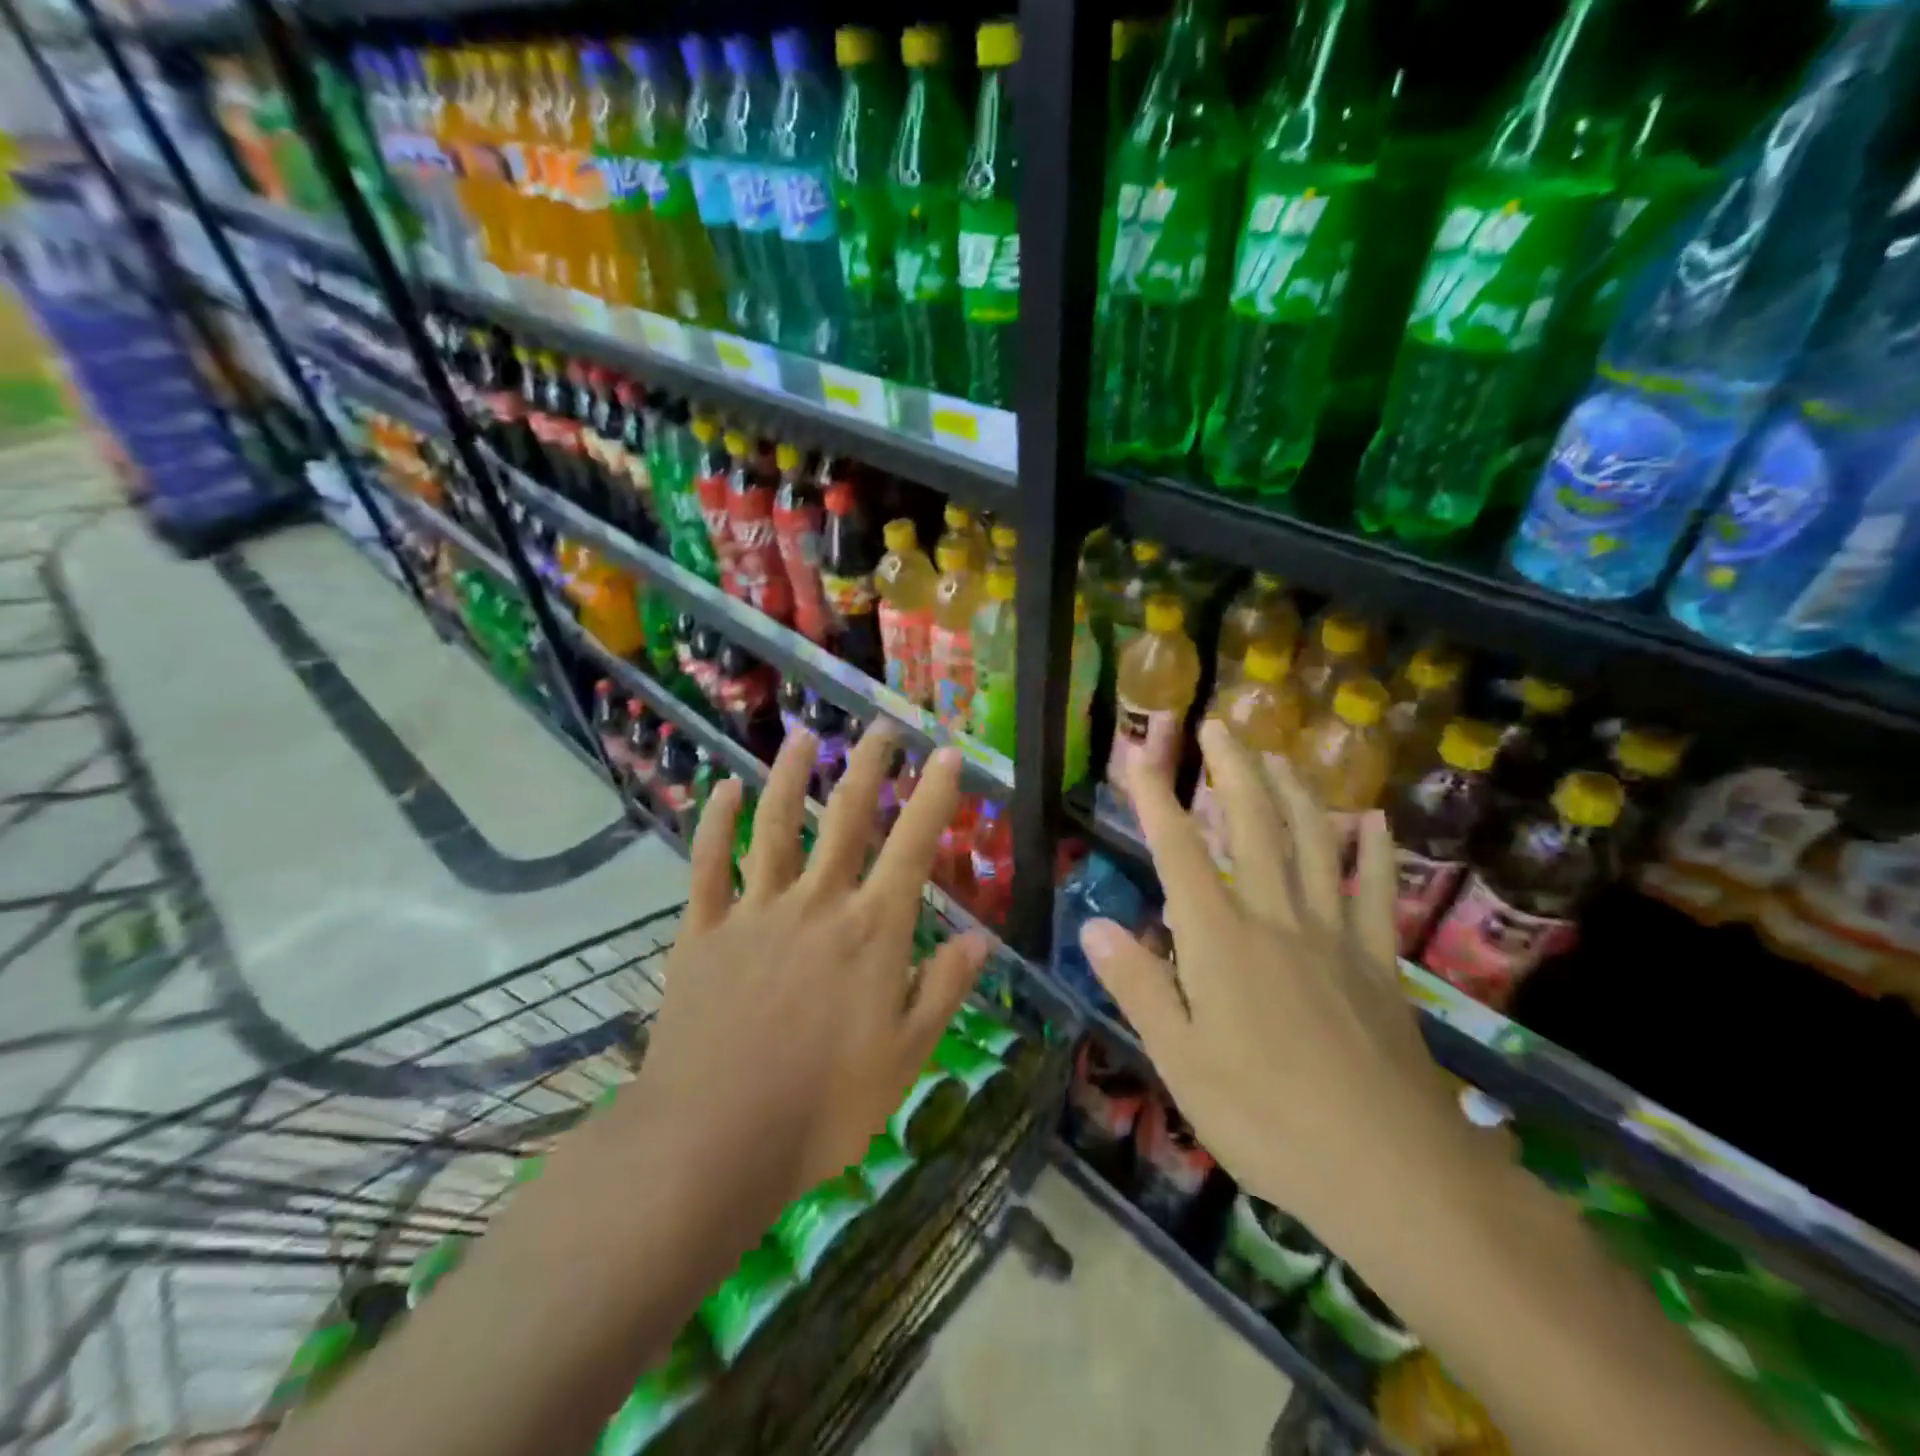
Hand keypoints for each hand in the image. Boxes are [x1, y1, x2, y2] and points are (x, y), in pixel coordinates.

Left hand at [633, 724, 991, 1204]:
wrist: (713, 1142)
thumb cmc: (823, 1108)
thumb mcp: (906, 1058)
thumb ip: (943, 990)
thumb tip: (980, 939)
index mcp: (871, 932)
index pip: (912, 847)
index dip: (934, 796)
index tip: (948, 755)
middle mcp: (817, 904)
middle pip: (847, 818)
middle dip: (869, 766)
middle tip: (882, 727)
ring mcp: (755, 912)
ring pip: (776, 826)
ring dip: (791, 776)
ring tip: (804, 736)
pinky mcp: (704, 931)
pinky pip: (709, 865)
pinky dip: (715, 824)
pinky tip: (722, 791)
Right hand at [1079, 720, 1473, 1235]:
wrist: (1391, 1170)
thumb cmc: (1267, 1118)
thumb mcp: (1180, 1061)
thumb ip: (1138, 986)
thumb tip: (1094, 925)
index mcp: (1221, 941)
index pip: (1180, 852)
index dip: (1156, 801)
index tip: (1140, 758)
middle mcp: (1276, 919)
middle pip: (1255, 827)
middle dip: (1233, 770)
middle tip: (1220, 726)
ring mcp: (1334, 936)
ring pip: (1314, 843)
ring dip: (1295, 792)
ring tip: (1280, 755)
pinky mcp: (1378, 963)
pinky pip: (1374, 892)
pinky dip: (1373, 852)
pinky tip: (1370, 820)